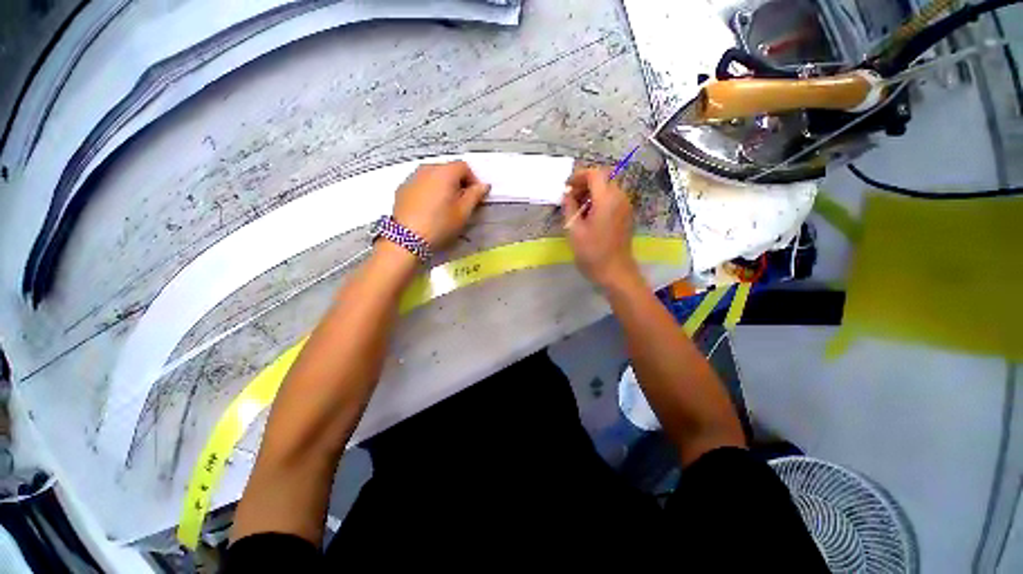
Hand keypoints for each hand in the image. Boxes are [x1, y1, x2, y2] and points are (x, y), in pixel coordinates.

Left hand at [392, 161, 490, 249]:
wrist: (407, 238)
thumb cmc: (440, 224)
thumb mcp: (463, 212)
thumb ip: (475, 195)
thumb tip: (484, 185)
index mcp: (445, 172)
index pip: (464, 166)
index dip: (473, 180)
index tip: (475, 196)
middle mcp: (427, 168)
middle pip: (447, 169)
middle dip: (458, 182)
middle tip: (461, 202)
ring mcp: (412, 177)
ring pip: (433, 176)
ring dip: (442, 186)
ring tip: (445, 205)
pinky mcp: (402, 188)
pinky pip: (421, 183)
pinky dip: (429, 190)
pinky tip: (429, 208)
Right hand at [563, 167, 639, 287]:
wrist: (615, 272)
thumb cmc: (592, 253)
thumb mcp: (574, 230)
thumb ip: (569, 207)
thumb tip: (567, 194)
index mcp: (607, 199)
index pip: (595, 173)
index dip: (579, 176)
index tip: (566, 187)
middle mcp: (620, 198)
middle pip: (603, 179)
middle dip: (584, 184)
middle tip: (570, 199)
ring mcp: (625, 206)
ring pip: (608, 188)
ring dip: (592, 193)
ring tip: (577, 209)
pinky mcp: (626, 215)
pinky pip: (612, 199)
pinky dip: (600, 201)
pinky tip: (589, 216)